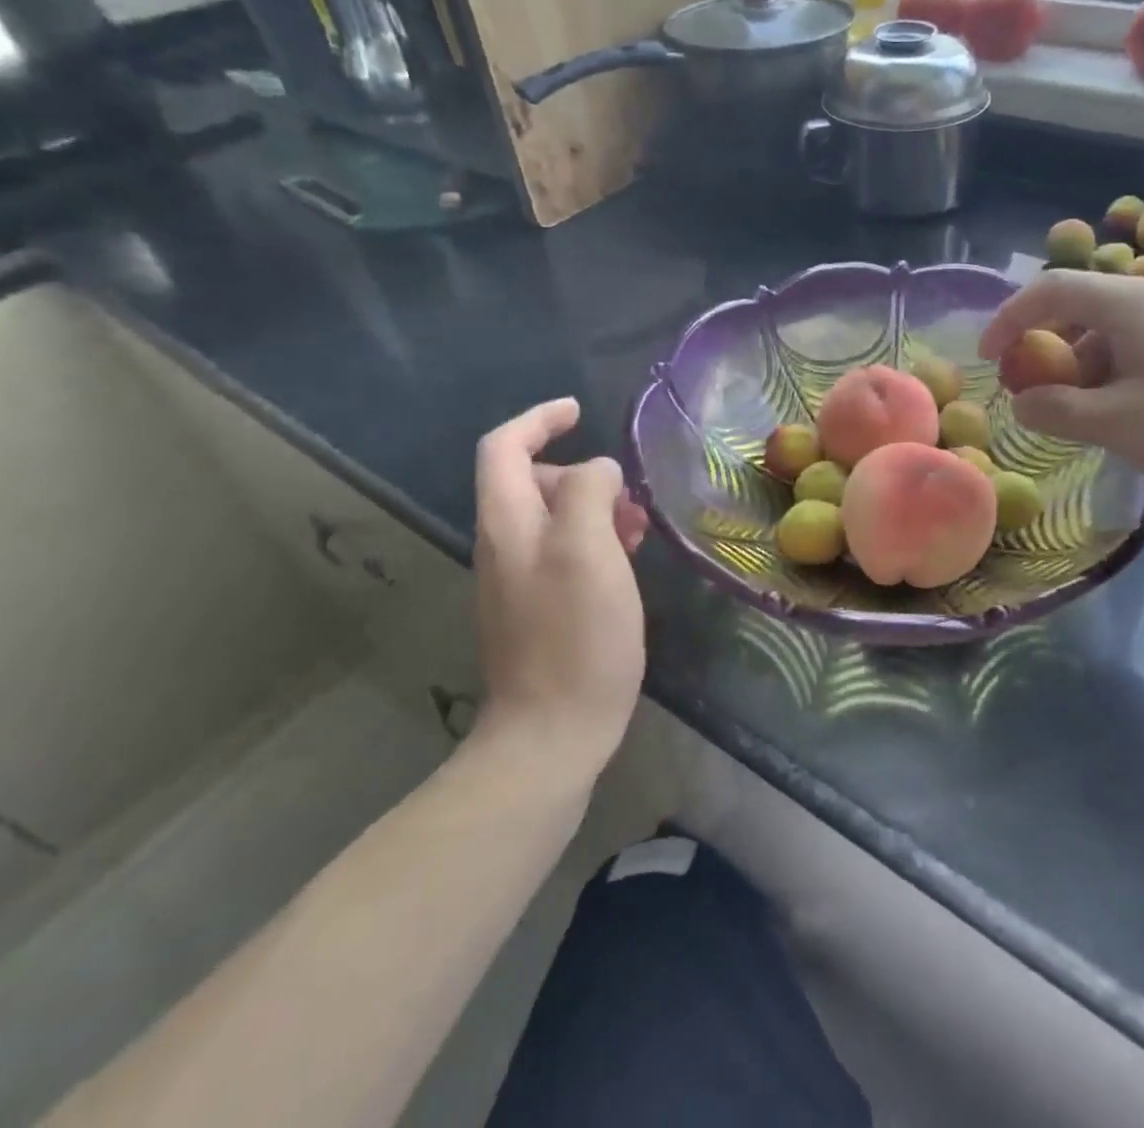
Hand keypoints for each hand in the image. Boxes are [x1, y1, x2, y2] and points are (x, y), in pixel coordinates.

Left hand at [472, 397, 647, 773]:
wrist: (553, 732)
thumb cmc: (577, 635)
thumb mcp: (588, 549)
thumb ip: (589, 492)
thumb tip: (598, 472)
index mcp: (508, 523)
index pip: (504, 447)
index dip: (539, 419)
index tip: (580, 410)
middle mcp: (504, 545)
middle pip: (532, 481)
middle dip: (582, 474)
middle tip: (629, 499)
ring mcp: (519, 579)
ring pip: (555, 518)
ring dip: (596, 509)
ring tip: (639, 531)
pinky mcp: (539, 608)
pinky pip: (565, 551)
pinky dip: (596, 541)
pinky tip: (628, 562)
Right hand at [979, 271, 1143, 519]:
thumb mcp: (1123, 425)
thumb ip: (1059, 412)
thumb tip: (1020, 403)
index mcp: (1131, 304)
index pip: (1049, 290)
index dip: (1008, 320)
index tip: (987, 361)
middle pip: (1079, 314)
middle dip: (1044, 355)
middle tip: (1031, 400)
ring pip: (1111, 340)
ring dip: (1081, 376)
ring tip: (1080, 424)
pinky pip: (1141, 357)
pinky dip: (1115, 383)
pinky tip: (1126, 423)